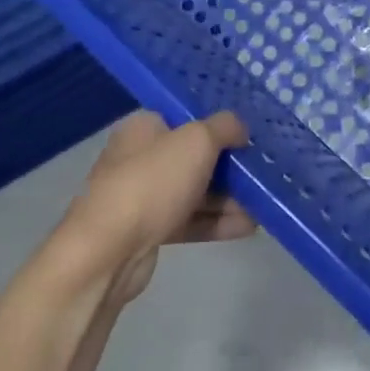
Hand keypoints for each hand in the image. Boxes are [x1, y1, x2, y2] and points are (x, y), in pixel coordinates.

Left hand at [60, 110, 255, 305]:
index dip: (217, 125)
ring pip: (193, 191)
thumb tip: (240, 129)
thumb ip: (225, 127)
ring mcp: (142, 197)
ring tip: (262, 203)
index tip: (247, 136)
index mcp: (144, 127)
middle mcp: (140, 157)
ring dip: (227, 197)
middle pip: (192, 156)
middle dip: (228, 165)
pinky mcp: (147, 231)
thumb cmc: (152, 182)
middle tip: (260, 172)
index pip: (186, 117)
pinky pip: (188, 220)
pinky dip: (215, 222)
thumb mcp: (197, 141)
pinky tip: (248, 227)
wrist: (106, 252)